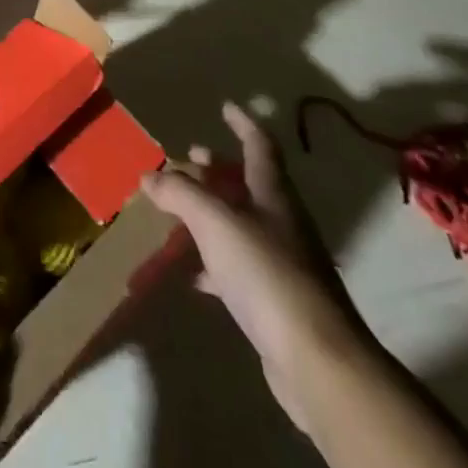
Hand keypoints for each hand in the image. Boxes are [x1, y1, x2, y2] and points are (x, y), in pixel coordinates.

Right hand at [141, 101, 372, 433]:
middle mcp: (282, 221)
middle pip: (250, 184)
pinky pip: (240, 268)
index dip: (242, 123)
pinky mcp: (278, 302)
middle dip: (221, 168)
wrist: (317, 360)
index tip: (226, 107)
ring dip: (215, 212)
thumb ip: (180, 193)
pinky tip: (195, 274)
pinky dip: (216, 262)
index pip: (259, 145)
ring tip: (183, 210)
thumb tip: (150, 174)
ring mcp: (284, 263)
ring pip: (244, 224)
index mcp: (273, 193)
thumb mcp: (214, 221)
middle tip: (193, 156)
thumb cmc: (266, 272)